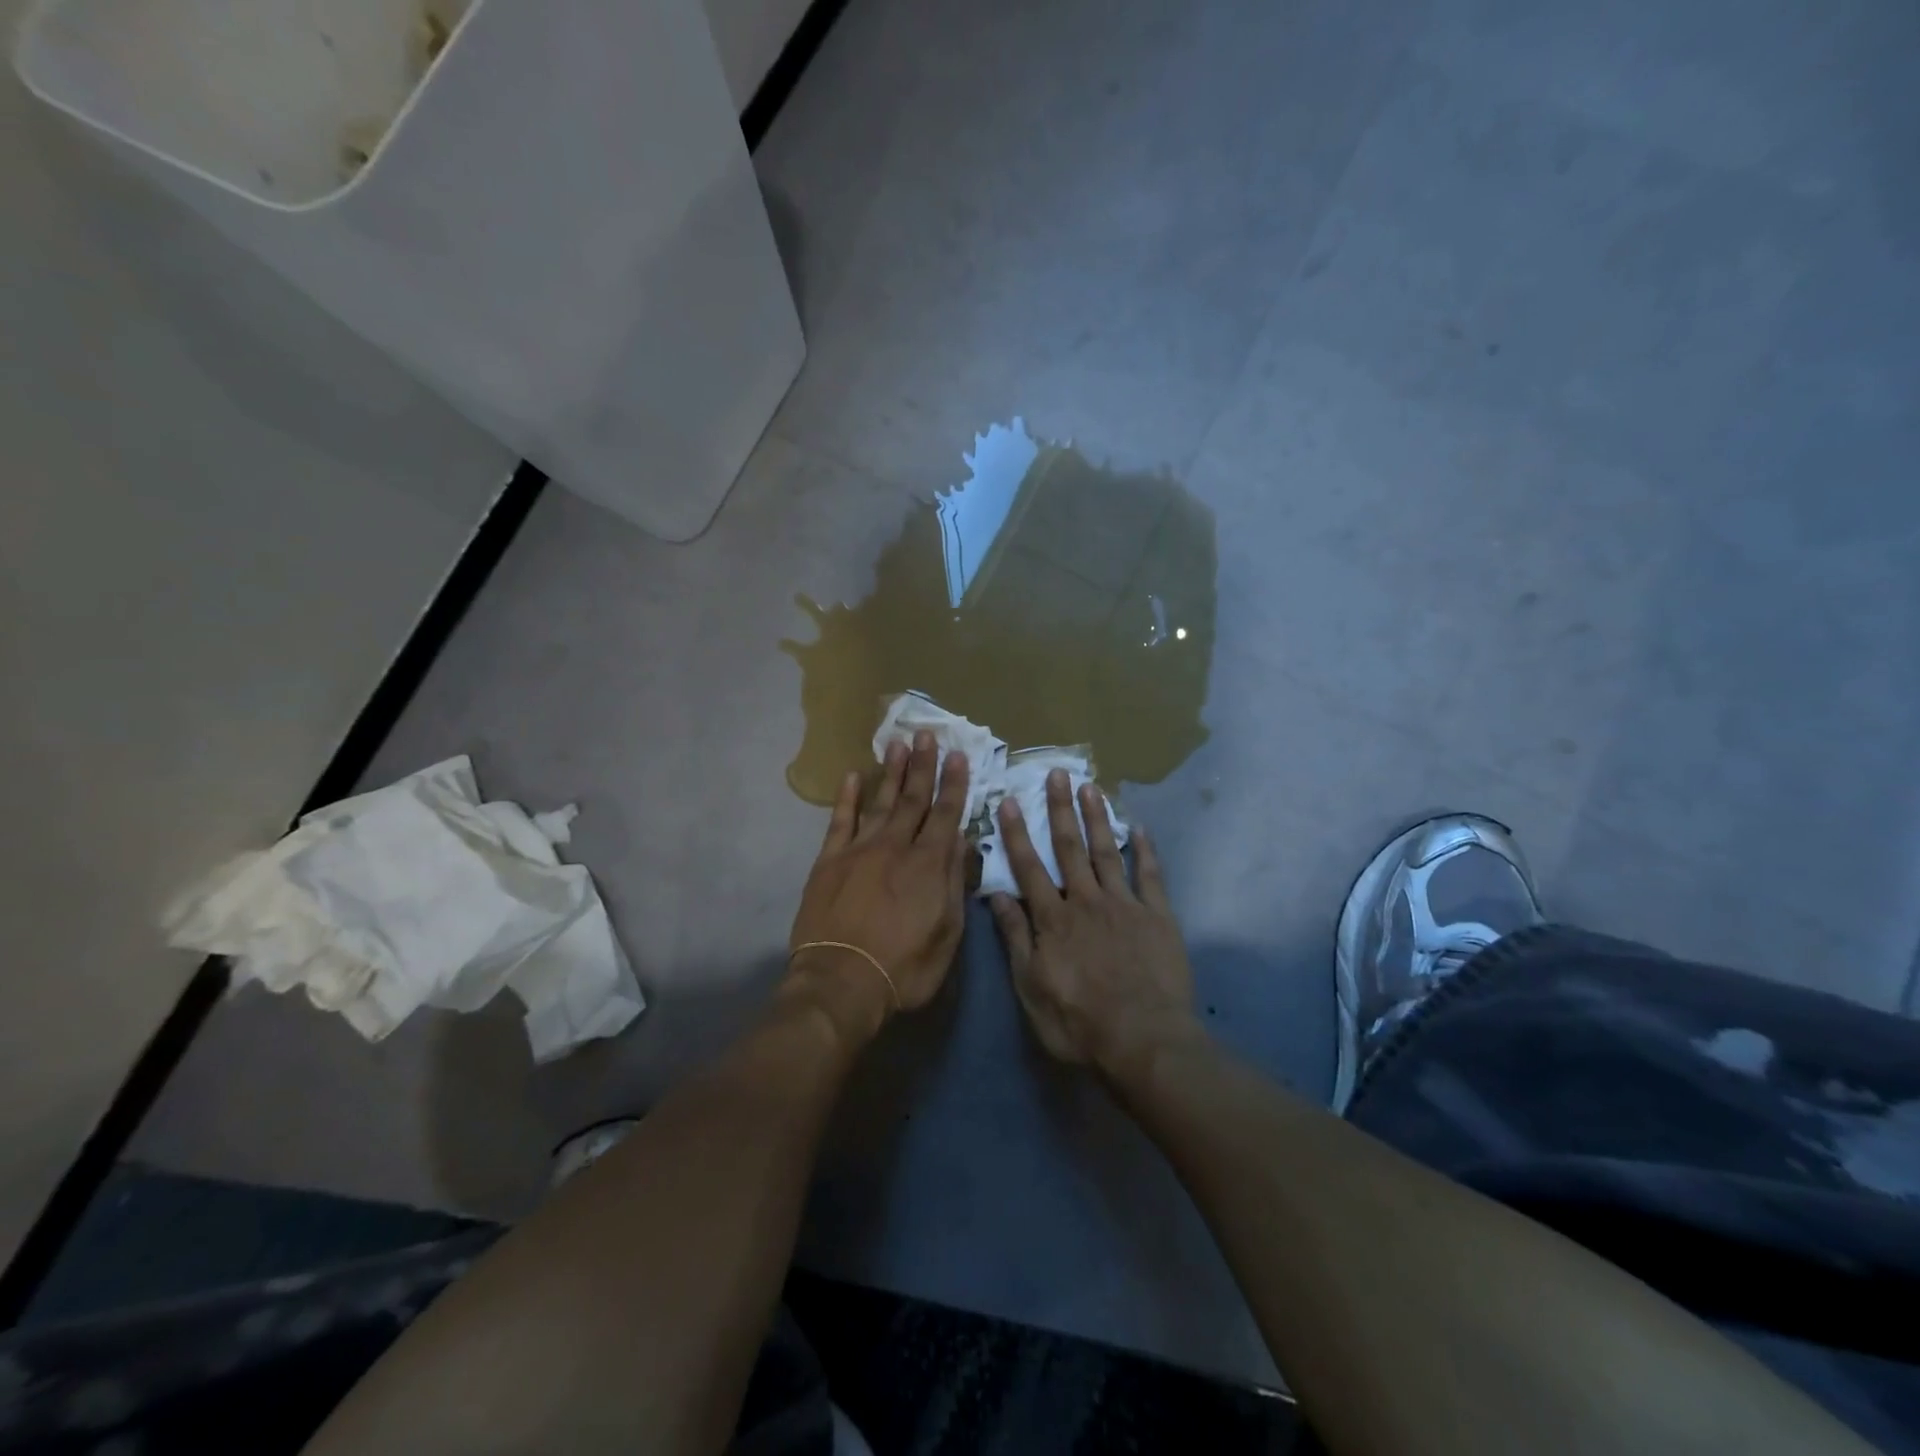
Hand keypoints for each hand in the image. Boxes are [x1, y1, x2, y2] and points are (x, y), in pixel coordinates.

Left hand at [787, 731, 969, 1038]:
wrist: (842, 982)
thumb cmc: (904, 967)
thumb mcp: (947, 933)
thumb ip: (954, 882)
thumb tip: (960, 840)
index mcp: (928, 863)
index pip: (946, 814)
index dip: (954, 784)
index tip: (958, 755)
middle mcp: (895, 846)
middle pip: (913, 798)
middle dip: (923, 765)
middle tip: (927, 733)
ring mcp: (859, 849)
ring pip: (880, 802)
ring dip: (891, 772)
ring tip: (898, 743)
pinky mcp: (829, 860)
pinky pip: (840, 821)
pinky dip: (846, 797)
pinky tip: (851, 776)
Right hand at [988, 771, 1201, 1082]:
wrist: (1144, 1040)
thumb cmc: (1079, 1021)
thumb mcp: (1031, 987)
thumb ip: (1016, 939)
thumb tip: (996, 897)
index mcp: (1053, 919)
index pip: (1029, 868)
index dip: (1018, 833)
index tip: (1011, 800)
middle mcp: (1086, 901)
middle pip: (1069, 848)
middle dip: (1061, 809)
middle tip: (1057, 773)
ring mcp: (1124, 904)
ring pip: (1107, 852)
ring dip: (1098, 818)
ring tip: (1091, 786)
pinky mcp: (1157, 916)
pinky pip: (1151, 875)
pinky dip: (1146, 850)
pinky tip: (1140, 827)